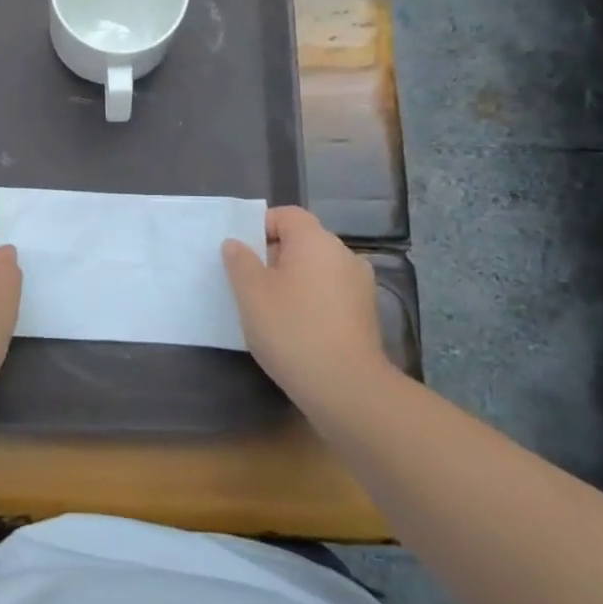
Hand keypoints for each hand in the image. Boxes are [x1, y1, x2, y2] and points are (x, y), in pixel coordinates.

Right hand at [221, 206, 389, 420]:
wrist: (346, 388)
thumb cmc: (291, 329)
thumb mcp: (251, 293)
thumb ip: (239, 261)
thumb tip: (236, 243)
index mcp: (316, 240)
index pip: (286, 215)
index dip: (260, 227)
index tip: (241, 255)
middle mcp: (344, 254)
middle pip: (303, 242)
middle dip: (274, 257)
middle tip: (249, 284)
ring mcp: (360, 285)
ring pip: (317, 270)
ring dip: (294, 281)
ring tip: (270, 308)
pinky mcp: (366, 314)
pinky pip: (331, 294)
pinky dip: (312, 301)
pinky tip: (296, 328)